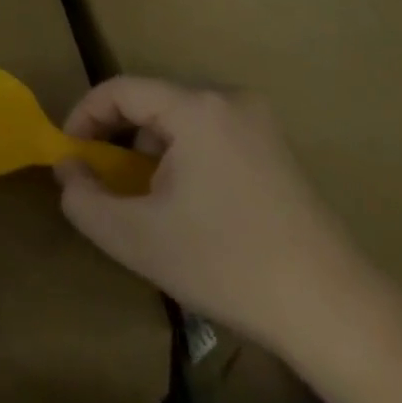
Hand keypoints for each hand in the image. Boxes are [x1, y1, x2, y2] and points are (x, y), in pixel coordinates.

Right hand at [54, 77, 368, 355]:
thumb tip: (67, 169)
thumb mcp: (136, 238)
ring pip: (181, 120)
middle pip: (151, 102)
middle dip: (117, 137)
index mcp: (195, 108)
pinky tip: (188, 205)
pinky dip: (184, 157)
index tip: (67, 156)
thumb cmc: (227, 265)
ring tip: (145, 199)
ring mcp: (259, 122)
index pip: (119, 90)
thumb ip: (84, 199)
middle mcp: (228, 99)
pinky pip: (210, 135)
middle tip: (102, 179)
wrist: (334, 312)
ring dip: (151, 150)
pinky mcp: (276, 148)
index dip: (83, 117)